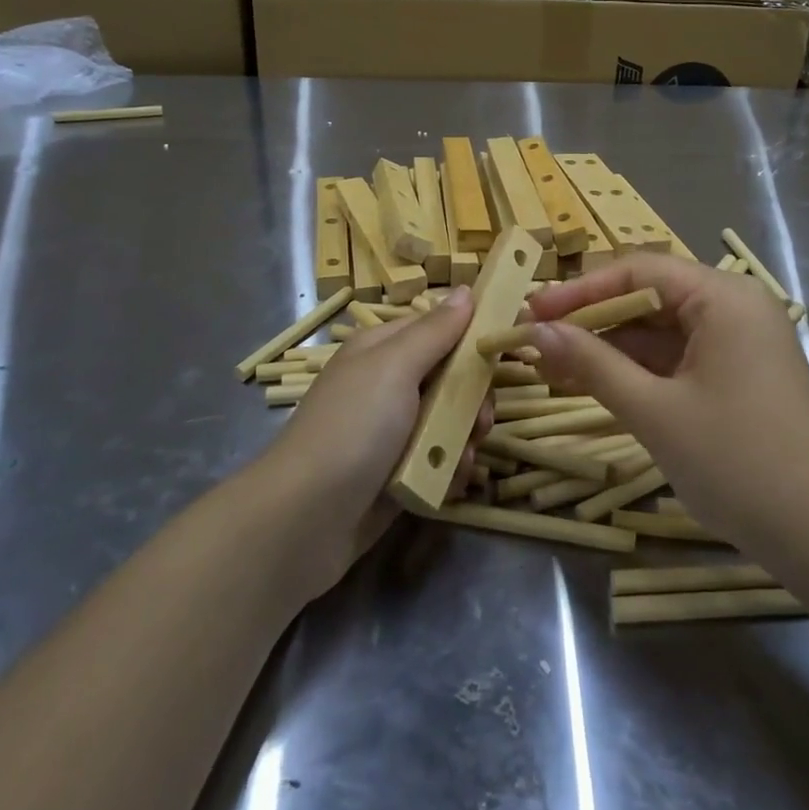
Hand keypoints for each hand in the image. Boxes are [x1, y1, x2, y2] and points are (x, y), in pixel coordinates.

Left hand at [257, 286, 492, 595]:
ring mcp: (392, 431)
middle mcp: (388, 385)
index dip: (472, 338)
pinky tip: (449, 481)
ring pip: (450, 422)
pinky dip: (448, 469)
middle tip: (480, 420)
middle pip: (451, 378)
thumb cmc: (353, 428)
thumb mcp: (395, 367)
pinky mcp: (397, 473)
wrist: (304, 520)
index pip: (439, 329)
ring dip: (464, 438)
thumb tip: (466, 289)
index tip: (503, 352)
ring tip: (461, 457)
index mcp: (382, 350)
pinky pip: (438, 460)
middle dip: (473, 399)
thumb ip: (435, 331)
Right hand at [524, 258, 808, 558]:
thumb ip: (591, 363)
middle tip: (534, 341)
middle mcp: (732, 307)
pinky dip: (634, 371)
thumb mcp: (654, 411)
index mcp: (723, 297)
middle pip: (646, 298)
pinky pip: (674, 359)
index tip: (530, 312)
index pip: (638, 271)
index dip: (579, 290)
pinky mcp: (734, 376)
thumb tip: (534, 331)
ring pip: (657, 332)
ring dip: (606, 348)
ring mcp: (736, 343)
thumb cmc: (737, 463)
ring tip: (549, 365)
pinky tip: (590, 383)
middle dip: (589, 321)